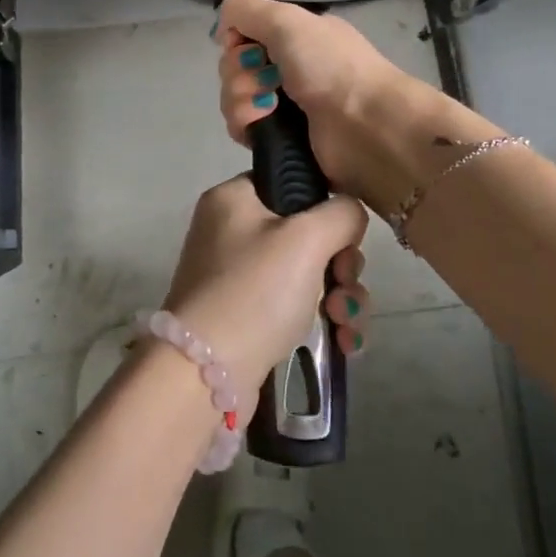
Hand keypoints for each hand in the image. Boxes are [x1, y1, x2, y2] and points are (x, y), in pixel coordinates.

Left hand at [161, 176, 370, 405]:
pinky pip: (296, 306)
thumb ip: (341, 214)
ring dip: (340, 297)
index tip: (346, 236)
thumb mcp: (306, 238)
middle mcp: (232, 231)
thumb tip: (349, 214)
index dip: (326, 207)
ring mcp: (237, 276)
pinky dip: (323, 320)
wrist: (206, 373)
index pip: (291, 183)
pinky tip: (345, 343)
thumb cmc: (255, 292)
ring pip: (309, 273)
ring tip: (346, 324)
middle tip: (344, 284)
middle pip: (308, 233)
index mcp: (233, 199)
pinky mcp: (247, 316)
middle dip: (341, 264)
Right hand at [216, 0, 425, 213]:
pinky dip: (245, 124)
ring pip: (233, 97)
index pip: (243, 33)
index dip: (235, 40)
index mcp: (295, 37)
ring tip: (267, 108)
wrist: (366, 126)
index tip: (244, 46)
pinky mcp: (279, 140)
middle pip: (234, 66)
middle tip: (266, 79)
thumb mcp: (288, 20)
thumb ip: (245, 10)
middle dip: (238, 72)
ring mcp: (283, 105)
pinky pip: (241, 127)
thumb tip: (222, 28)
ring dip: (240, 99)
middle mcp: (288, 68)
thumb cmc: (331, 67)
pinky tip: (262, 125)